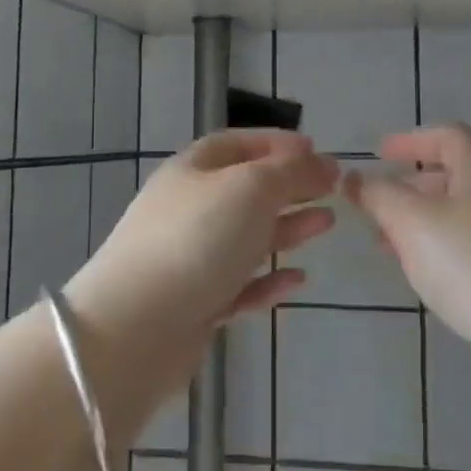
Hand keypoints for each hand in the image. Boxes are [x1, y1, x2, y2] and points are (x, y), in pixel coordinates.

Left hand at [69, 130, 337, 352]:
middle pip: (245, 191)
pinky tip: (297, 280)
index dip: (277, 143)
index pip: (237, 144)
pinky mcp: (195, 304)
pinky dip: (269, 279)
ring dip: (287, 228)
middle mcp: (188, 209)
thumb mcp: (251, 188)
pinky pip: (239, 284)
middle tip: (333, 189)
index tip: (317, 151)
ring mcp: (190, 258)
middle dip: (289, 187)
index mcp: (192, 170)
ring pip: (245, 237)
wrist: (137, 326)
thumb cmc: (197, 239)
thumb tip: (324, 162)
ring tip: (327, 224)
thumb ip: (292, 172)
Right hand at [347, 124, 470, 360]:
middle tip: (378, 209)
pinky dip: (448, 248)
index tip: (379, 154)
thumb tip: (355, 178)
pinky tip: (435, 277)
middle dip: (411, 187)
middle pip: (456, 175)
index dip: (411, 139)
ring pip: (465, 214)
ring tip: (394, 249)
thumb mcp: (413, 224)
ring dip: (426, 222)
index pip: (447, 135)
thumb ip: (379, 196)